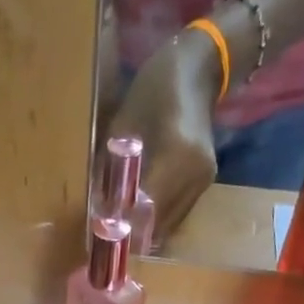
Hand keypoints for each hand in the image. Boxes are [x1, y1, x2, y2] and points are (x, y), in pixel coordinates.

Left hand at [109, 32, 222, 239]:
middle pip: (160, 222)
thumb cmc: (155, 88)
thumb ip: (113, 167)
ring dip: (145, 229)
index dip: (124, 223)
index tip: (102, 230)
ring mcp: (203, 181)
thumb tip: (99, 207)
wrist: (199, 69)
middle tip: (108, 234)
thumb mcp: (124, 123)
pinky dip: (158, 218)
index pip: (146, 206)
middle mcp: (195, 174)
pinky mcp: (205, 183)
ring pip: (169, 223)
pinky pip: (178, 213)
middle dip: (133, 232)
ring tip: (121, 226)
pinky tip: (140, 213)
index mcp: (177, 155)